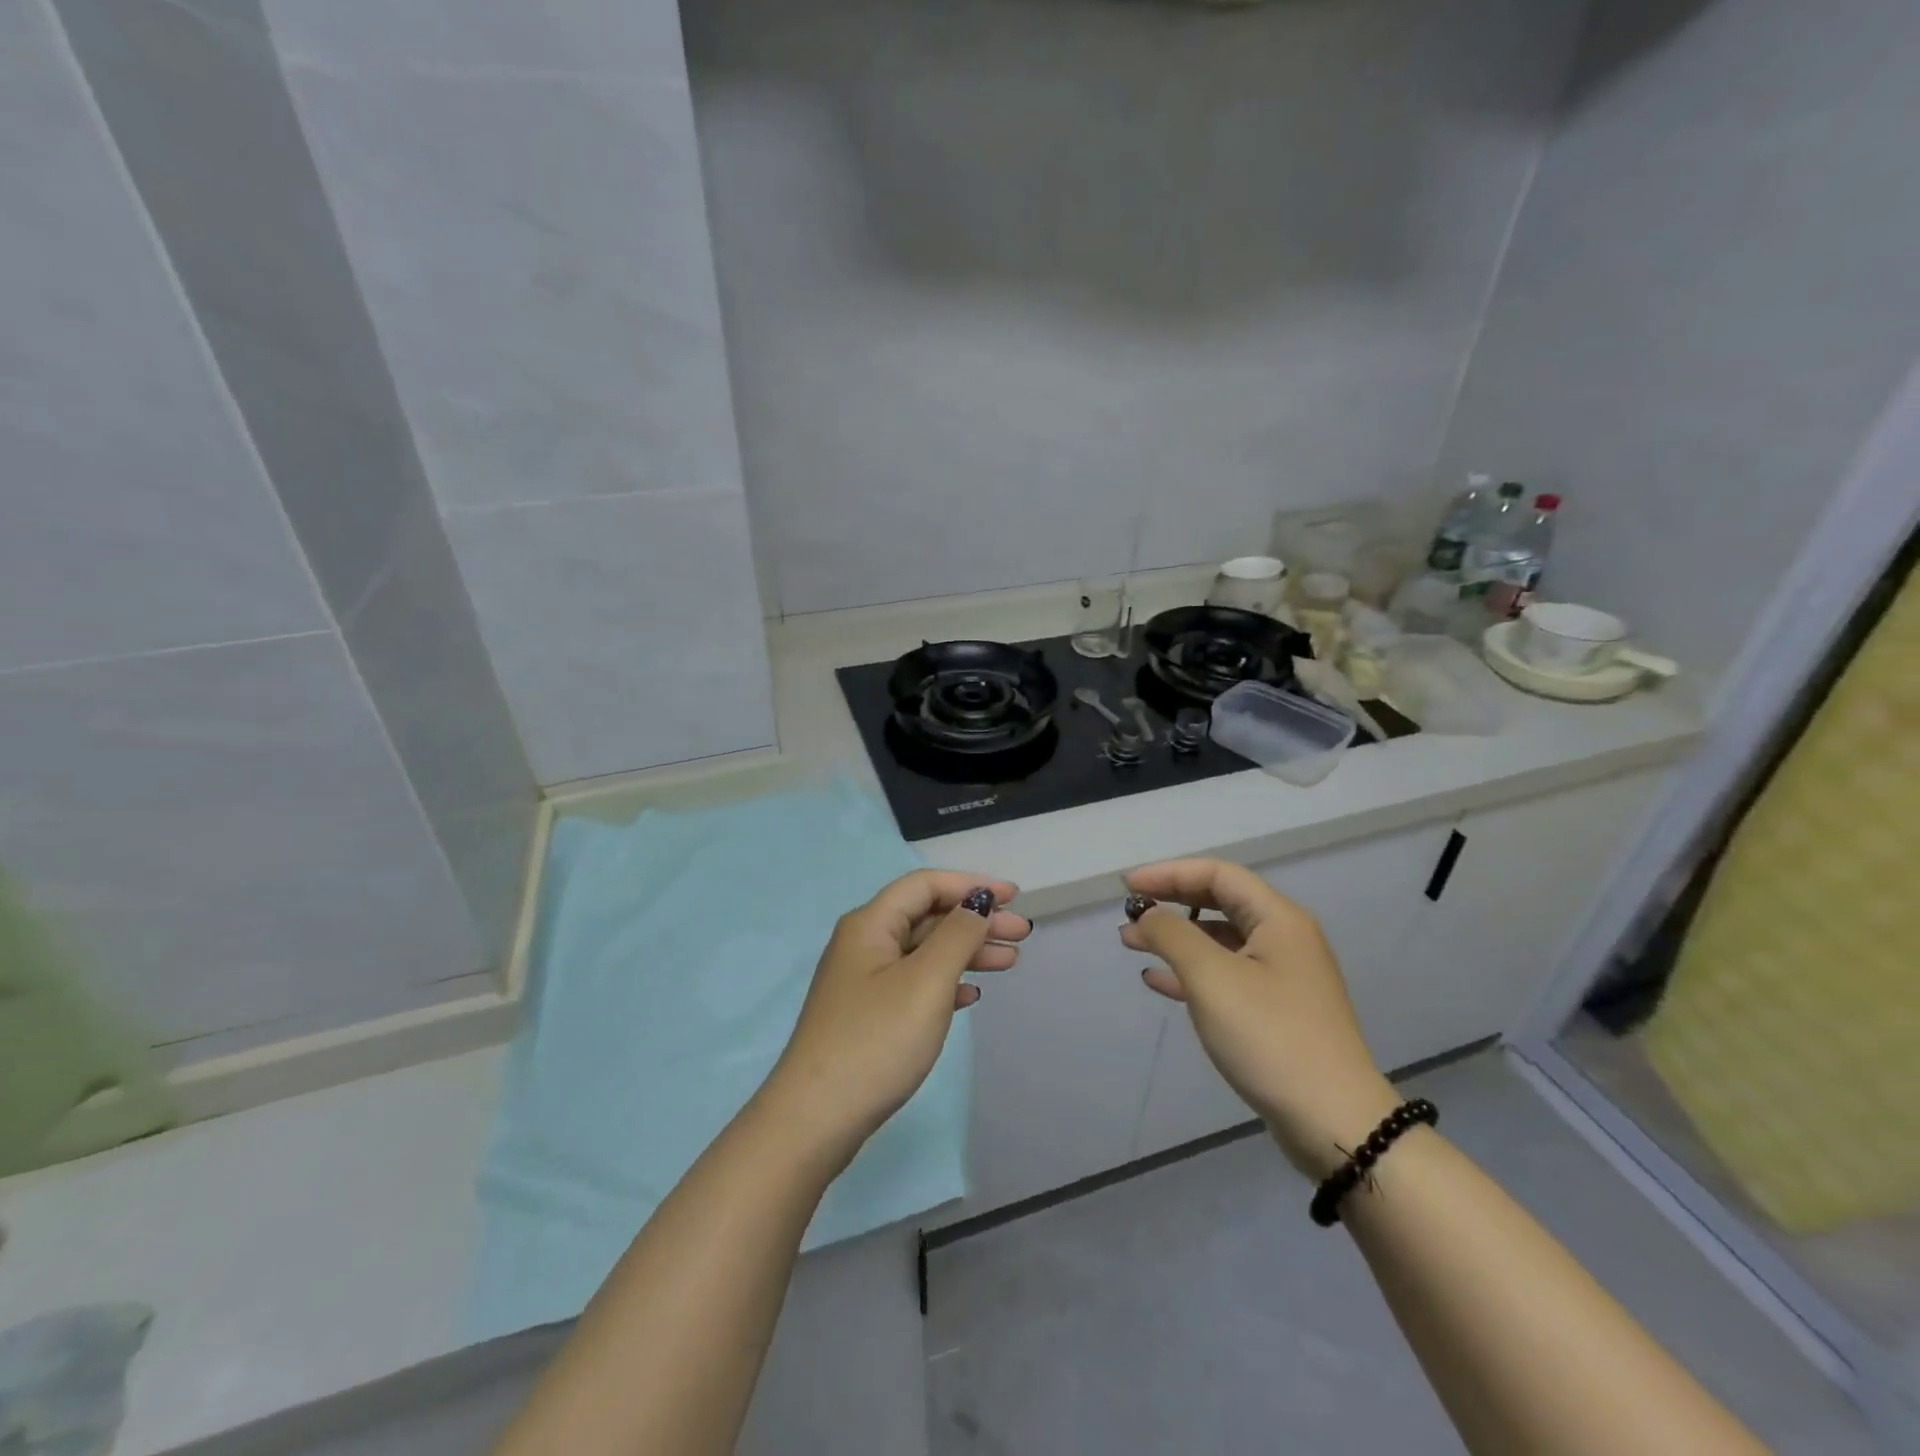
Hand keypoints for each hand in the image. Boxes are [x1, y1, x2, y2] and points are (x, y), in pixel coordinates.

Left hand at [764, 870, 1027, 1166]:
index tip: (1014, 896)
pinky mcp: (868, 1014)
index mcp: (871, 924)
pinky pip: (915, 982)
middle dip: (976, 919)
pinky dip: (947, 981)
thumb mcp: (926, 982)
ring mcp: (864, 980)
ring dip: (967, 951)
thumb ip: (957, 935)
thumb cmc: (876, 1041)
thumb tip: (977, 901)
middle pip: (927, 916)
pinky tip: (971, 994)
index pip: (925, 885)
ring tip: (1009, 961)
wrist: (815, 1119)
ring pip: (924, 951)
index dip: (971, 885)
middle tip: (1021, 934)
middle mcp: (864, 943)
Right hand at [1121, 858, 1398, 1179]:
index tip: (1128, 887)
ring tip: (1132, 944)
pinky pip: (1225, 975)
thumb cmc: (1270, 1036)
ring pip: (1219, 941)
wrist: (1333, 1121)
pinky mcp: (1275, 1010)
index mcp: (1278, 919)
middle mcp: (1284, 938)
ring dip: (1175, 938)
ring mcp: (1282, 976)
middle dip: (1171, 904)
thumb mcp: (1211, 978)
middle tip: (1128, 913)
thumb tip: (1149, 913)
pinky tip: (1158, 981)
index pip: (1217, 874)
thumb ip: (1173, 935)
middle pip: (1219, 902)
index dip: (1168, 874)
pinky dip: (1190, 972)